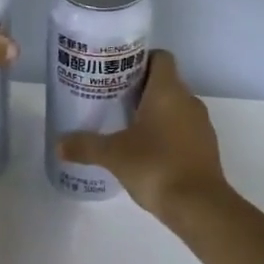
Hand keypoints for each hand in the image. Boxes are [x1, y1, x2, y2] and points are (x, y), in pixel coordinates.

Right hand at [58, 50, 227, 220]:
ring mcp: (201, 125)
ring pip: (175, 107)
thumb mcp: (113, 155)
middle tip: (112, 98)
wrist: (200, 206)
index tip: (118, 71)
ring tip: (126, 125)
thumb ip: (85, 146)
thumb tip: (58, 144)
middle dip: (141, 88)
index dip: (141, 59)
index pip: (160, 57)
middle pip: (165, 82)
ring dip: (154, 112)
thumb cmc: (156, 166)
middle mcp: (188, 101)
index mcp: (168, 91)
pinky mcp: (206, 148)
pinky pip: (183, 130)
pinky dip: (166, 133)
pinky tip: (146, 150)